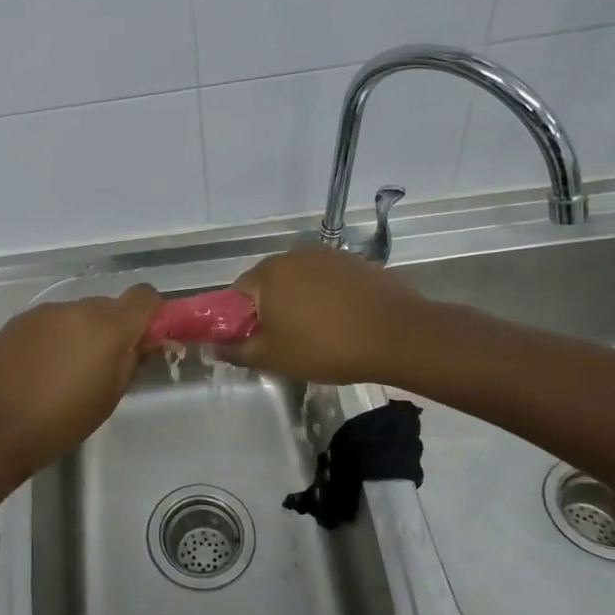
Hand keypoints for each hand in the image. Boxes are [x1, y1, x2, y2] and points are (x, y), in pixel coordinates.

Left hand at [0, 285, 161, 477]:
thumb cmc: (61, 422)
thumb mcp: (109, 397)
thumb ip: (131, 361)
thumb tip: (143, 342)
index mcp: (107, 326)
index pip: (144, 296)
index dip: (150, 313)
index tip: (145, 339)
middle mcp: (76, 308)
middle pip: (108, 306)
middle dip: (113, 328)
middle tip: (104, 365)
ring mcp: (43, 312)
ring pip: (76, 314)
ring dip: (81, 333)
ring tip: (66, 372)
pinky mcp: (17, 321)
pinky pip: (49, 322)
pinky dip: (54, 337)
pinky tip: (40, 369)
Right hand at [220, 245, 434, 385]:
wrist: (400, 336)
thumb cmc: (326, 347)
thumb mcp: (273, 358)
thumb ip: (237, 351)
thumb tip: (215, 346)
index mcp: (267, 274)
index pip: (236, 293)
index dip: (239, 320)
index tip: (253, 342)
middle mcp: (293, 255)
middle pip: (268, 284)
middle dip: (270, 310)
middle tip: (284, 342)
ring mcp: (327, 255)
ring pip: (299, 281)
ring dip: (299, 302)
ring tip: (317, 333)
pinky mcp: (356, 262)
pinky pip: (328, 281)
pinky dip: (327, 298)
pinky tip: (342, 322)